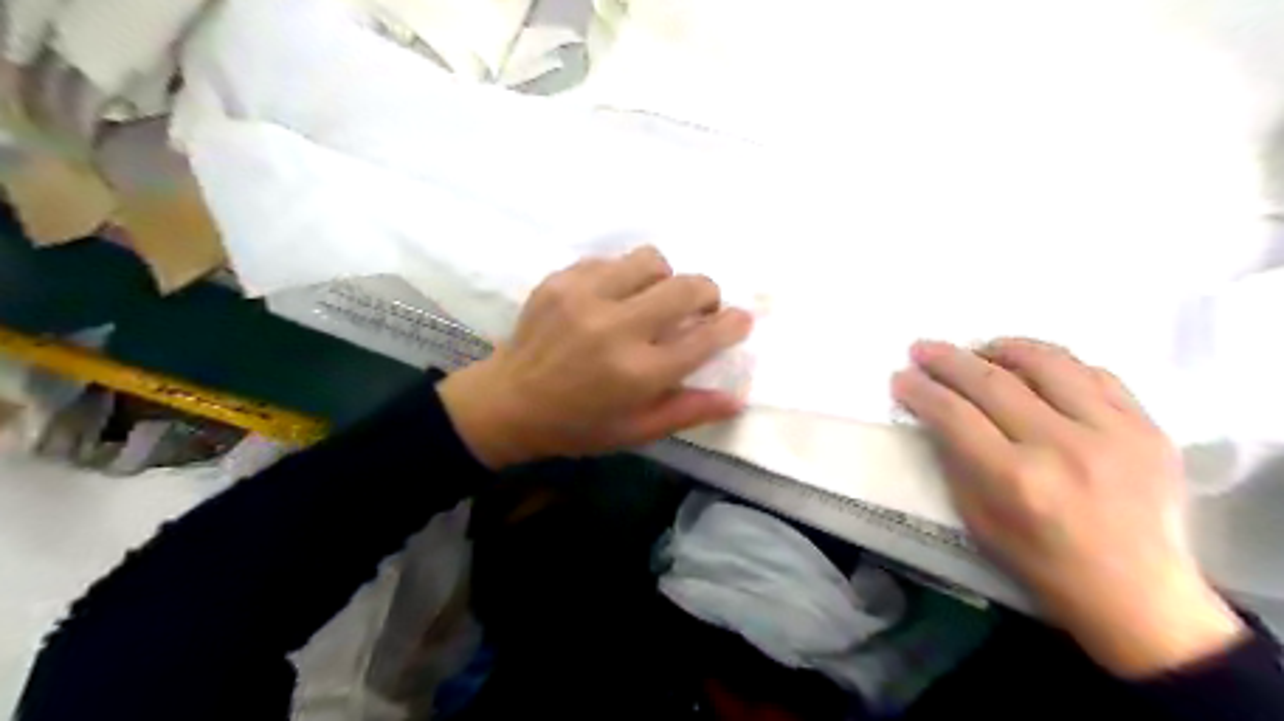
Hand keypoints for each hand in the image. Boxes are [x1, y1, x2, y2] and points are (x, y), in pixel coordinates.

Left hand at [442, 248, 755, 470]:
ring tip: (652, 300)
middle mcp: (617, 328)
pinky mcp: (562, 280)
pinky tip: (612, 300)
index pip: (705, 338)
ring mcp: (586, 297)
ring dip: (664, 279)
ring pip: (652, 260)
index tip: (741, 320)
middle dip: (707, 294)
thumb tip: (737, 398)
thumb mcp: (636, 431)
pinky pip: (612, 261)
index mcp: (638, 373)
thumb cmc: (577, 425)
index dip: (733, 325)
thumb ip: (689, 411)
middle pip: (687, 287)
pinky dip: (624, 278)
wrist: (507, 403)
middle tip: (699, 310)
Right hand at [897, 337, 1243, 676]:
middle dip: (948, 360)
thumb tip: (935, 414)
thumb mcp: (978, 521)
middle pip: (993, 381)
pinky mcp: (1149, 428)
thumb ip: (955, 461)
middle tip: (922, 349)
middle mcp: (1064, 447)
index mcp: (1016, 480)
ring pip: (1048, 363)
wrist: (1140, 596)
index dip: (921, 390)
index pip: (955, 414)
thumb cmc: (1043, 565)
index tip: (901, 377)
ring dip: (1002, 348)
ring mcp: (1114, 432)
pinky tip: (1033, 368)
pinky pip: (1095, 374)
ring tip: (979, 349)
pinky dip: (1055, 364)